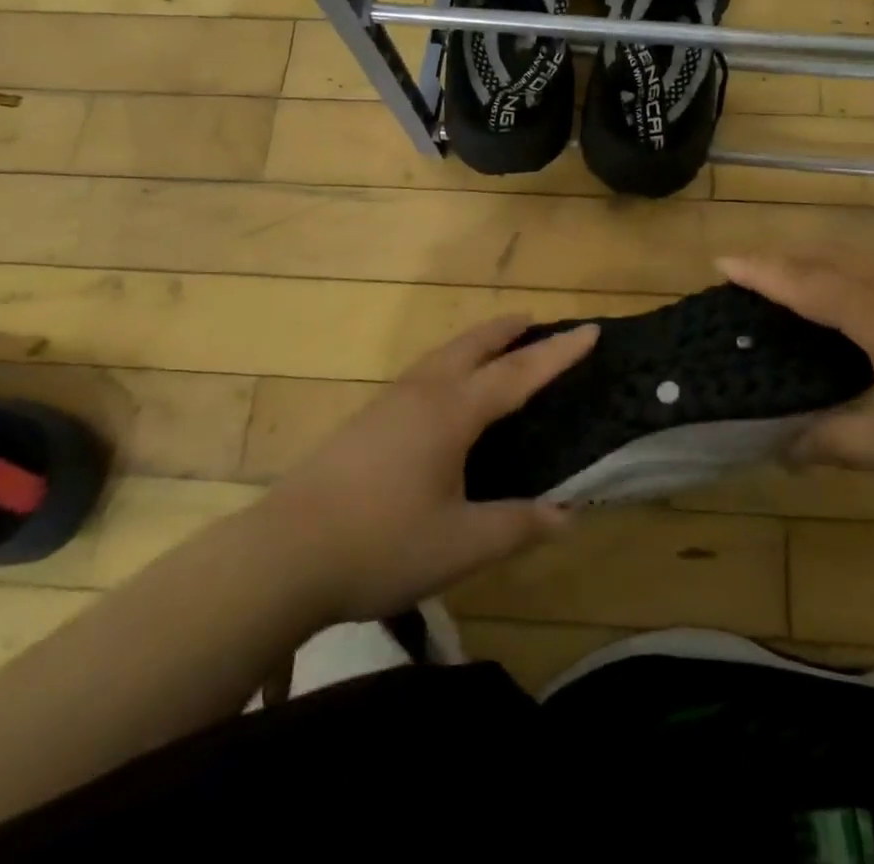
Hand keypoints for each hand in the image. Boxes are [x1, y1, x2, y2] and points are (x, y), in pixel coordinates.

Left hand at [261, 317, 595, 624]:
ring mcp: (388, 403)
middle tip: (534, 320)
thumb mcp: (461, 544)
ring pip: (441, 356)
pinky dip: (448, 364)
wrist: (283, 553)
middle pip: (473, 346)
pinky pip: (421, 374)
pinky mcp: (364, 421)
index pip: (518, 374)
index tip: (590, 329)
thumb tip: (570, 514)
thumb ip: (518, 526)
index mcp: (452, 412)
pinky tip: (441, 392)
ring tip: (494, 345)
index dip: (558, 353)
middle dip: (507, 330)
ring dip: (474, 343)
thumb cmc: (381, 544)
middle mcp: (422, 394)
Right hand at [718, 253, 873, 503]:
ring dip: (824, 258)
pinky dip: (863, 266)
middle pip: (831, 258)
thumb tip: (780, 450)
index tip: (721, 262)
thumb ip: (833, 442)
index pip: (804, 283)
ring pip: (866, 256)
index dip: (760, 272)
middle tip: (751, 271)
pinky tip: (873, 287)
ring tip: (799, 274)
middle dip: (785, 259)